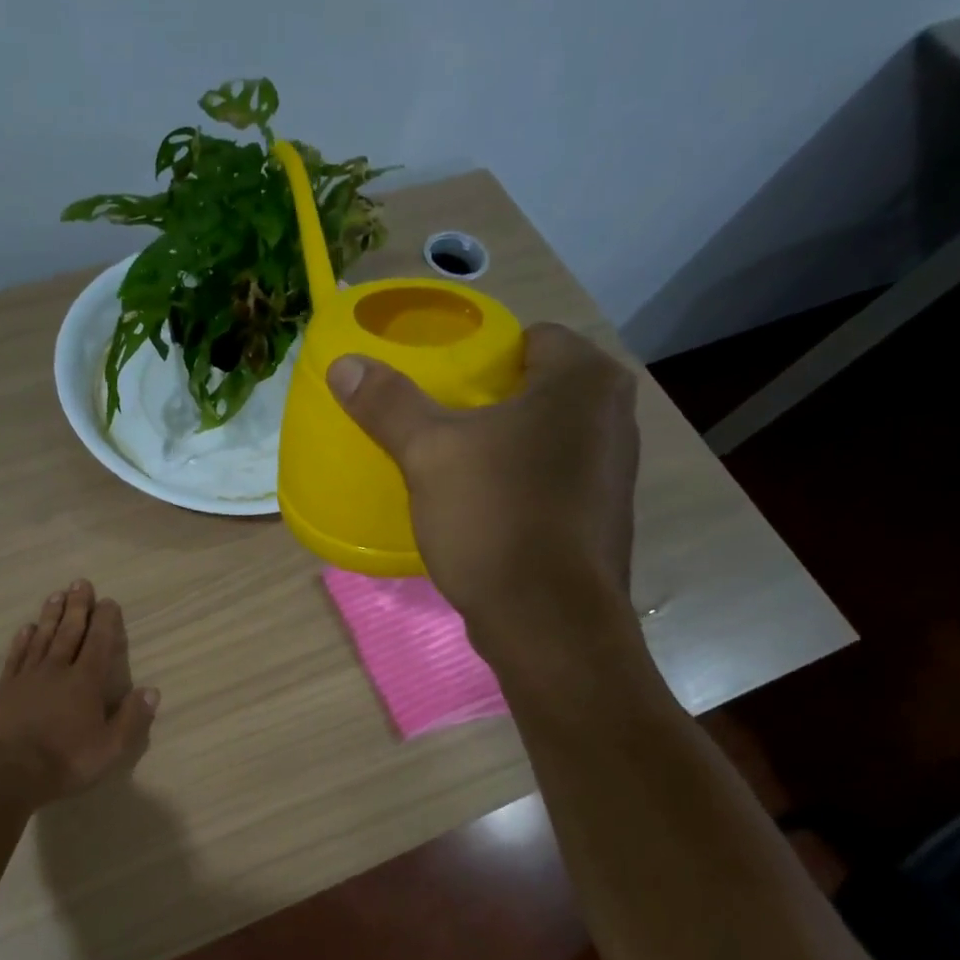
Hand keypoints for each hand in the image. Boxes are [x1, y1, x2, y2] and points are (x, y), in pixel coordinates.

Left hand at [0, 580, 158, 805]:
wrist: (10, 772)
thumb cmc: (66, 760)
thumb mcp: (111, 748)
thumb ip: (132, 718)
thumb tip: (152, 690)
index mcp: (86, 682)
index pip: (99, 642)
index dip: (106, 620)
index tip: (109, 601)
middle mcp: (58, 669)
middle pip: (70, 631)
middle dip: (77, 606)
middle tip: (81, 583)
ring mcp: (28, 676)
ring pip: (43, 637)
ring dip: (51, 615)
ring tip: (57, 594)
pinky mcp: (6, 687)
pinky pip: (16, 655)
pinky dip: (23, 639)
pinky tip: (27, 627)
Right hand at [327, 323, 639, 643]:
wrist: (547, 621)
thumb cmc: (495, 518)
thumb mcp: (429, 454)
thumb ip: (389, 404)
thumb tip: (344, 365)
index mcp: (584, 381)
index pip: (530, 338)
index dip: (481, 354)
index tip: (439, 382)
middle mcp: (614, 416)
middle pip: (538, 388)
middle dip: (488, 401)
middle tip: (435, 422)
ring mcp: (614, 472)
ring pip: (546, 437)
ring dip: (505, 444)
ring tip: (452, 463)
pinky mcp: (601, 518)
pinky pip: (552, 479)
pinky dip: (520, 482)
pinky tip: (482, 506)